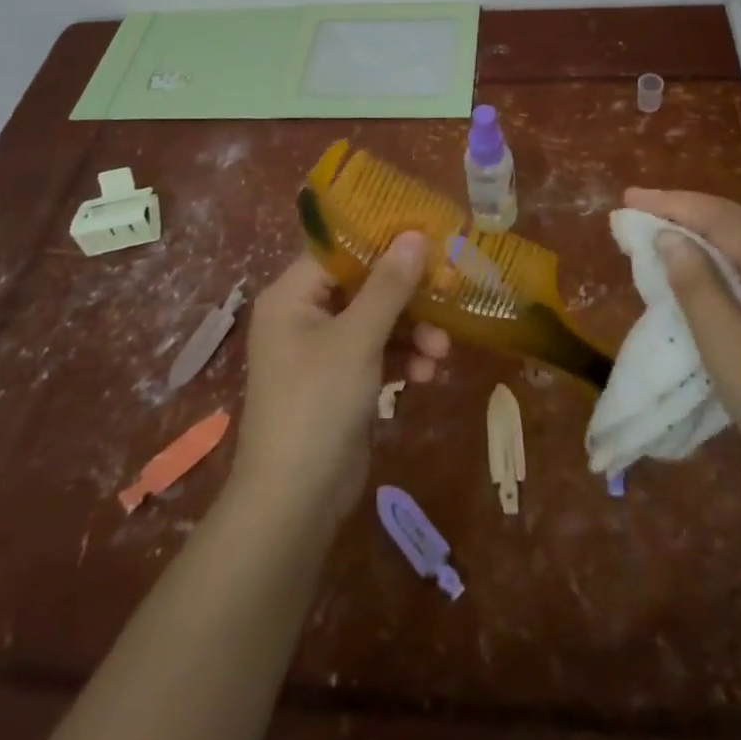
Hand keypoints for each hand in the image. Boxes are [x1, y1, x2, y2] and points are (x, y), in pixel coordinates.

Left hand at [228, 235, 448, 533]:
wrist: (294, 504)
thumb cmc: (318, 404)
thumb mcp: (357, 339)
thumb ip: (389, 286)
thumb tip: (415, 235)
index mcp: (292, 295)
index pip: (340, 249)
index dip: (383, 241)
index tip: (427, 236)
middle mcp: (303, 315)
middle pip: (363, 286)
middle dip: (407, 296)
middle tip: (448, 294)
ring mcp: (321, 351)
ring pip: (376, 321)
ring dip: (411, 332)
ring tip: (441, 351)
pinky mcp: (339, 382)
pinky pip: (376, 353)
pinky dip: (401, 359)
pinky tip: (427, 374)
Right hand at [624, 187, 740, 529]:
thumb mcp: (728, 352)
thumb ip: (696, 286)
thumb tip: (670, 237)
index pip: (721, 216)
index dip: (671, 203)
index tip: (628, 198)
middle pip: (739, 222)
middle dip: (685, 214)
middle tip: (636, 213)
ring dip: (706, 235)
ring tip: (660, 233)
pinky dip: (730, 258)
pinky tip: (706, 266)